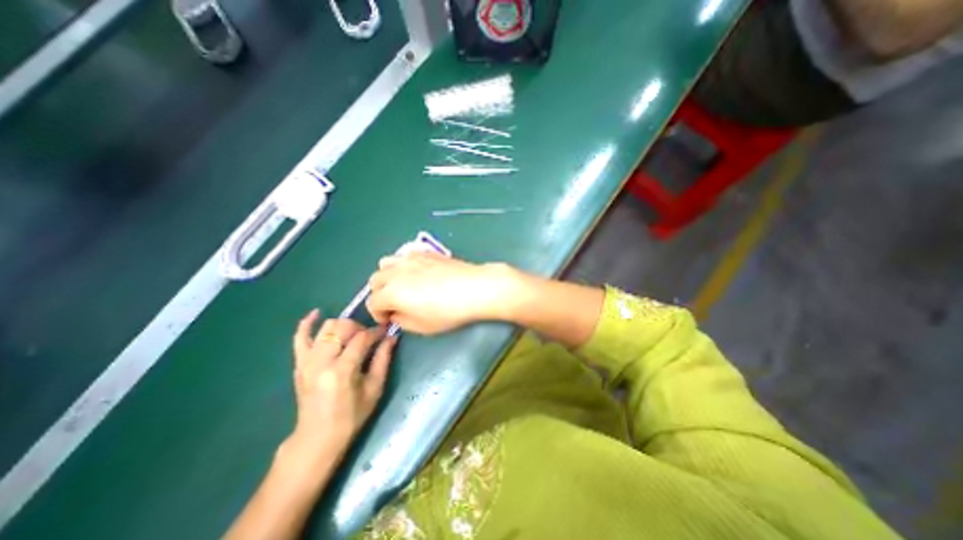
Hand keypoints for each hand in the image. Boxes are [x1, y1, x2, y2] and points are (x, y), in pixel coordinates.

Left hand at [285, 311, 393, 462]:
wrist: (317, 437)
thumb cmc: (351, 416)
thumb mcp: (374, 389)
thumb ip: (383, 359)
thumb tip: (392, 337)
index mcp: (342, 370)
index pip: (362, 338)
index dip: (377, 332)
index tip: (386, 331)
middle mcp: (321, 361)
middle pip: (343, 327)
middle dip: (360, 327)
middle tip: (369, 338)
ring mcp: (307, 361)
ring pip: (326, 327)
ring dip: (343, 326)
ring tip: (352, 335)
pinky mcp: (299, 363)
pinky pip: (299, 337)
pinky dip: (308, 323)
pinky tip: (317, 313)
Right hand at [362, 252, 515, 334]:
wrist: (474, 288)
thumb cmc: (448, 311)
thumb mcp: (422, 326)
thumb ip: (402, 321)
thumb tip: (396, 313)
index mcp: (391, 292)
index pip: (372, 303)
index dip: (378, 315)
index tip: (390, 321)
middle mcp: (396, 271)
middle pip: (375, 281)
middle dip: (380, 295)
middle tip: (395, 305)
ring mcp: (411, 258)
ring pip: (386, 263)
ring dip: (388, 276)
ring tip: (402, 286)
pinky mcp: (425, 252)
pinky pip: (405, 256)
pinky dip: (404, 265)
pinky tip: (418, 273)